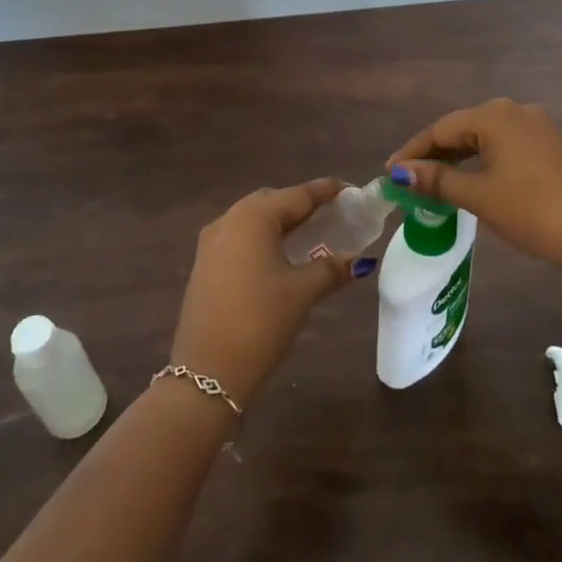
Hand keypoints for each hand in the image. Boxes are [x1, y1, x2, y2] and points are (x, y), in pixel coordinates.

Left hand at [168, 178, 360, 407]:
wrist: (207, 371)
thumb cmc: (260, 321)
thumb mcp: (302, 292)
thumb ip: (331, 269)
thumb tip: (357, 262)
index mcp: (253, 218)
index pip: (297, 195)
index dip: (325, 191)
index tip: (350, 190)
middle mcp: (228, 220)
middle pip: (272, 202)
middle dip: (302, 204)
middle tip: (332, 213)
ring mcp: (211, 243)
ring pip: (253, 219)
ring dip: (281, 221)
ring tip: (311, 232)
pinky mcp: (204, 265)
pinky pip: (240, 237)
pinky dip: (263, 237)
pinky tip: (281, 254)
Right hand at [386, 98, 561, 269]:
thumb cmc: (529, 210)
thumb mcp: (478, 196)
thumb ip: (437, 180)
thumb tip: (400, 172)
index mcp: (495, 116)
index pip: (441, 129)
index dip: (413, 151)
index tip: (390, 172)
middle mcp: (516, 110)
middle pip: (464, 129)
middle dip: (436, 153)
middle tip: (410, 178)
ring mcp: (538, 126)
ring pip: (486, 137)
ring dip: (460, 157)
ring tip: (436, 180)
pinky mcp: (552, 144)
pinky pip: (506, 144)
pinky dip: (484, 159)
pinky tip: (473, 177)